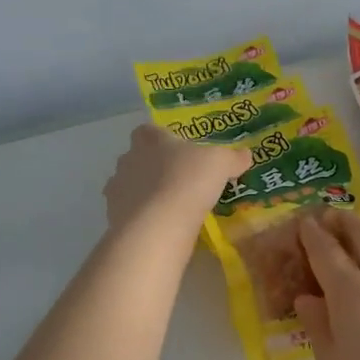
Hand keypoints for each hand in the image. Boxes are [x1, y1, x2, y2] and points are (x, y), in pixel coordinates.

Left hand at [104, 124, 250, 235]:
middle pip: (138, 158)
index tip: (177, 150)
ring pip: (131, 187)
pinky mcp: (114, 218)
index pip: (147, 131)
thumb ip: (232, 158)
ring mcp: (116, 190)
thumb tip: (245, 155)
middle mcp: (127, 160)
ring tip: (171, 208)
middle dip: (154, 168)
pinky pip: (129, 214)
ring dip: (146, 194)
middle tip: (180, 181)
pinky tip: (162, 228)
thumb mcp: (220, 164)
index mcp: (149, 140)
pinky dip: (142, 218)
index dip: (161, 138)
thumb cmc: (188, 181)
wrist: (157, 226)